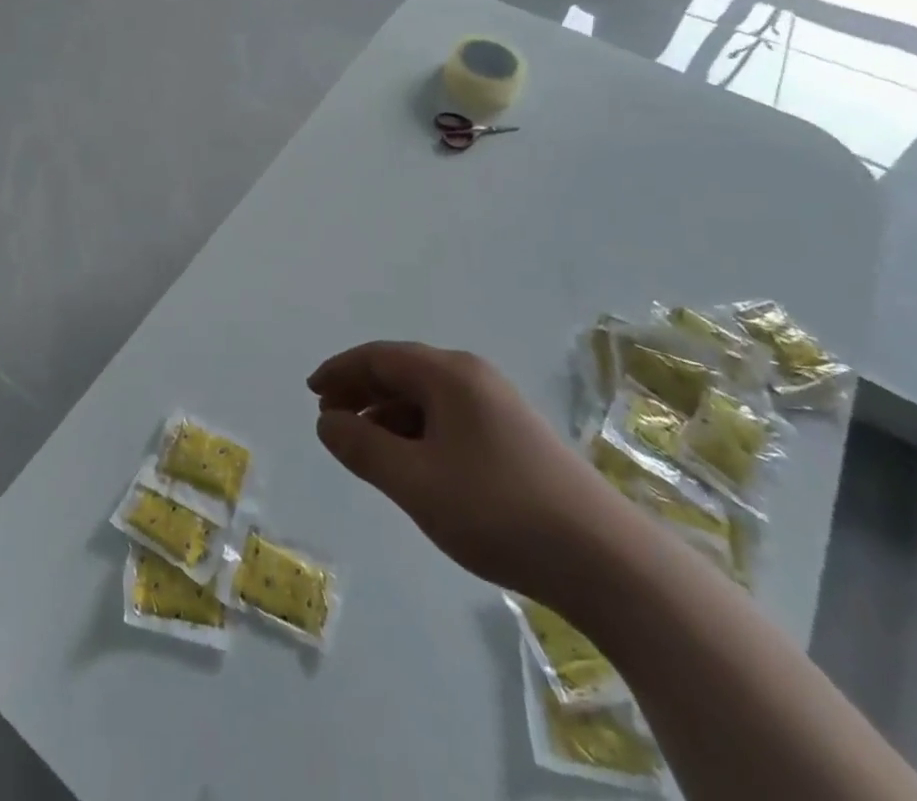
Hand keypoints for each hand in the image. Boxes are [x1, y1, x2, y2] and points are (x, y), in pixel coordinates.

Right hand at [308, 341, 628, 602]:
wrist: (605, 561)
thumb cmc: (496, 509)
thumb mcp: (414, 481)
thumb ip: (362, 447)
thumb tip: (326, 421)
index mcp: (448, 374)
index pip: (379, 357)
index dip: (340, 371)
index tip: (311, 393)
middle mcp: (473, 377)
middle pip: (402, 372)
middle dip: (361, 392)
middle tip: (330, 420)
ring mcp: (498, 406)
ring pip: (426, 398)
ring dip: (388, 415)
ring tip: (363, 447)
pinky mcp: (514, 437)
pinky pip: (448, 419)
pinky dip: (417, 432)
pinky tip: (410, 464)